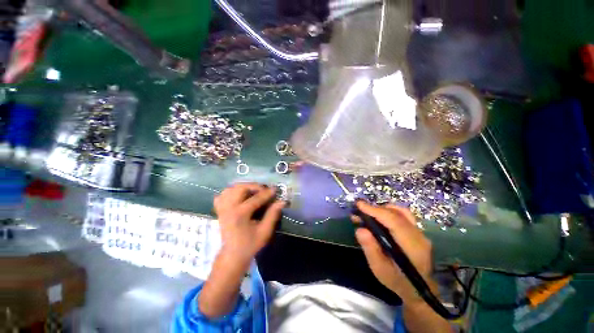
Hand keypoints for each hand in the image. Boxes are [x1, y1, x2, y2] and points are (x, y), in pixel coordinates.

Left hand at [199, 183, 284, 318]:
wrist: (232, 255)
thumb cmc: (250, 244)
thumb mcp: (265, 231)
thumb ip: (273, 215)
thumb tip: (282, 201)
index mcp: (240, 215)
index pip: (256, 198)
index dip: (267, 193)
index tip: (275, 189)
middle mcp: (229, 208)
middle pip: (240, 188)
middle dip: (254, 186)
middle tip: (263, 190)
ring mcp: (222, 208)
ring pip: (230, 189)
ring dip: (243, 187)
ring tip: (253, 191)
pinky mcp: (219, 210)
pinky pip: (223, 195)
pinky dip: (231, 192)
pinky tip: (239, 196)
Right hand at [353, 201, 432, 304]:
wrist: (418, 290)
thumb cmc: (397, 281)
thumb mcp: (379, 269)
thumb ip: (370, 249)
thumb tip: (360, 229)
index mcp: (411, 246)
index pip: (394, 221)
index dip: (375, 210)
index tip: (359, 205)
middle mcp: (419, 236)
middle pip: (396, 213)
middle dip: (375, 209)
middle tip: (359, 211)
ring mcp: (420, 232)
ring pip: (400, 211)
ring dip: (382, 209)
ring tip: (368, 214)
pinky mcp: (418, 231)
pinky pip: (403, 215)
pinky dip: (389, 212)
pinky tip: (380, 217)